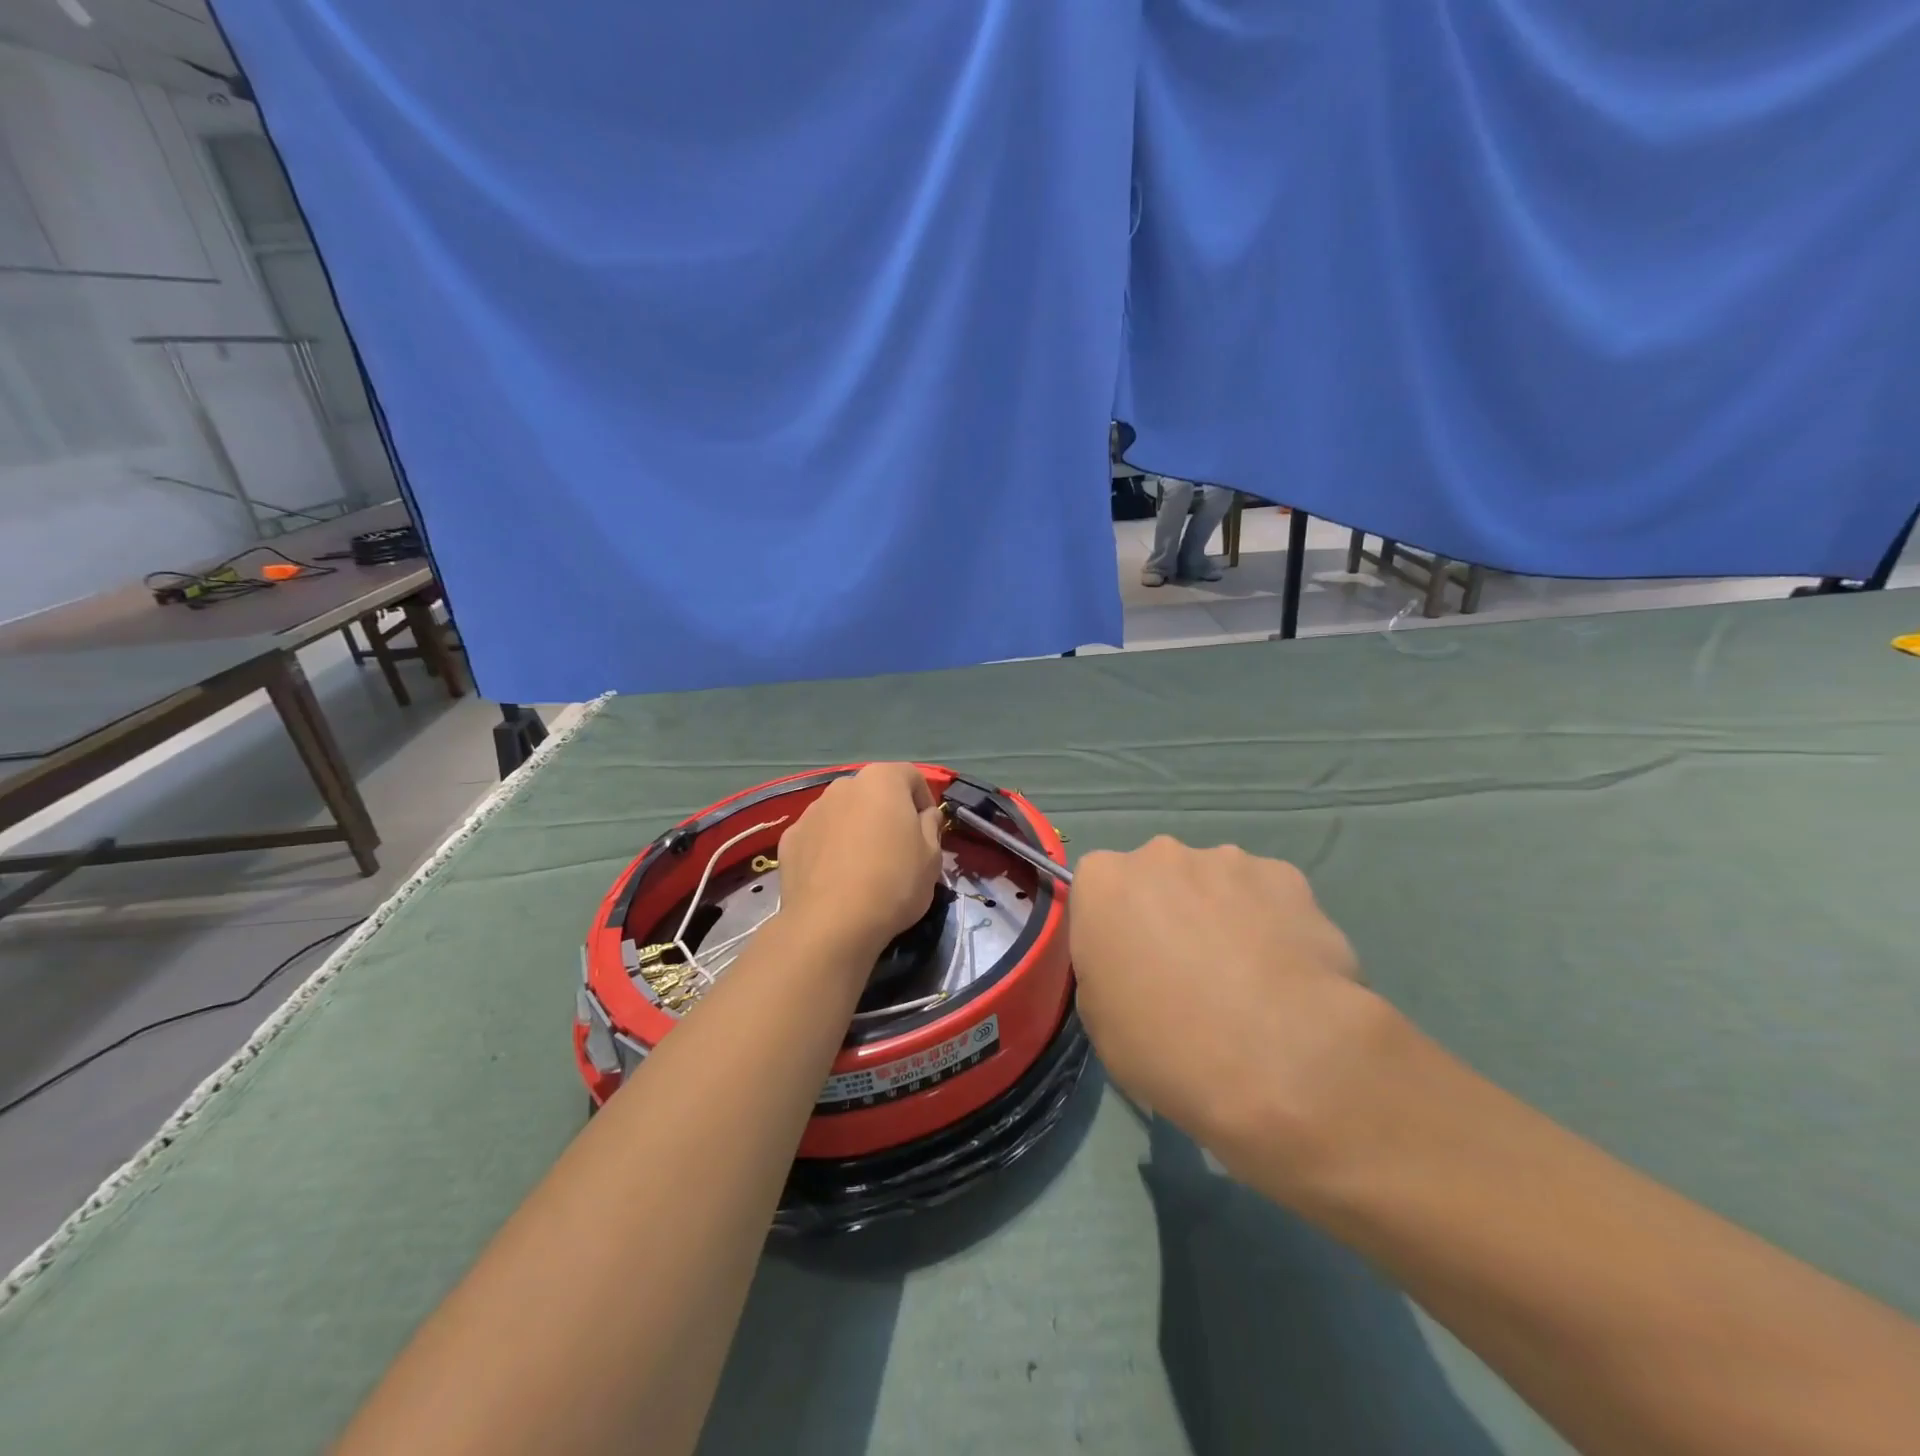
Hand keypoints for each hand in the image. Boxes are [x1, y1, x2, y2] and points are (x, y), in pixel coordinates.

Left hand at [777, 763, 944, 961]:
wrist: (832, 923)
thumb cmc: (893, 882)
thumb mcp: (932, 857)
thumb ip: (931, 826)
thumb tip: (926, 815)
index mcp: (882, 780)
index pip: (911, 776)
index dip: (924, 799)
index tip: (928, 828)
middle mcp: (843, 786)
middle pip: (873, 792)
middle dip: (886, 812)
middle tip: (898, 847)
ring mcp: (811, 811)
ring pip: (843, 813)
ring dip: (856, 828)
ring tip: (864, 865)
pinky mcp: (789, 838)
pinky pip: (819, 836)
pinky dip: (829, 848)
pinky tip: (836, 878)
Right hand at [1069, 837, 1379, 1194]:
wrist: (1279, 1060)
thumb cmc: (1164, 1044)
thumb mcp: (1098, 1017)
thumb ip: (1105, 965)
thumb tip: (1131, 958)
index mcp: (1102, 881)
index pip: (1097, 891)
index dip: (1114, 929)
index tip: (1130, 967)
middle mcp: (1160, 855)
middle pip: (1157, 878)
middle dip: (1169, 911)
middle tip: (1188, 972)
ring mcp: (1227, 860)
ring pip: (1215, 883)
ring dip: (1221, 915)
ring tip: (1246, 978)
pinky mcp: (1286, 876)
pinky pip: (1267, 895)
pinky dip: (1271, 923)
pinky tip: (1285, 973)